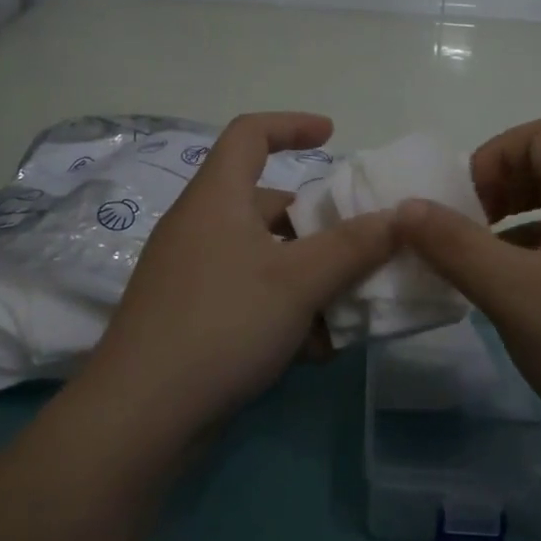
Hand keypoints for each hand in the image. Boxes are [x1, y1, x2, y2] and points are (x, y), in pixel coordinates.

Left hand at [78, 112, 395, 449]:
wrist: (139, 416)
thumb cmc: (222, 323)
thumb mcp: (298, 281)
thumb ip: (354, 246)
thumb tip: (401, 217)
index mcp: (217, 197)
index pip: (250, 134)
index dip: (291, 125)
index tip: (331, 135)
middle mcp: (201, 226)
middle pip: (266, 204)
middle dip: (317, 225)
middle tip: (360, 247)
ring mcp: (192, 274)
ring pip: (264, 257)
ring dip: (308, 277)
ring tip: (348, 309)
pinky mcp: (191, 316)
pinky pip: (249, 295)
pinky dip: (284, 309)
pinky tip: (314, 349)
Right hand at [394, 119, 540, 478]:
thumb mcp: (510, 292)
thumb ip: (453, 244)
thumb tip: (407, 207)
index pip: (540, 136)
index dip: (493, 158)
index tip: (465, 206)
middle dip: (501, 191)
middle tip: (469, 233)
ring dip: (518, 228)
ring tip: (488, 272)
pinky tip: (526, 306)